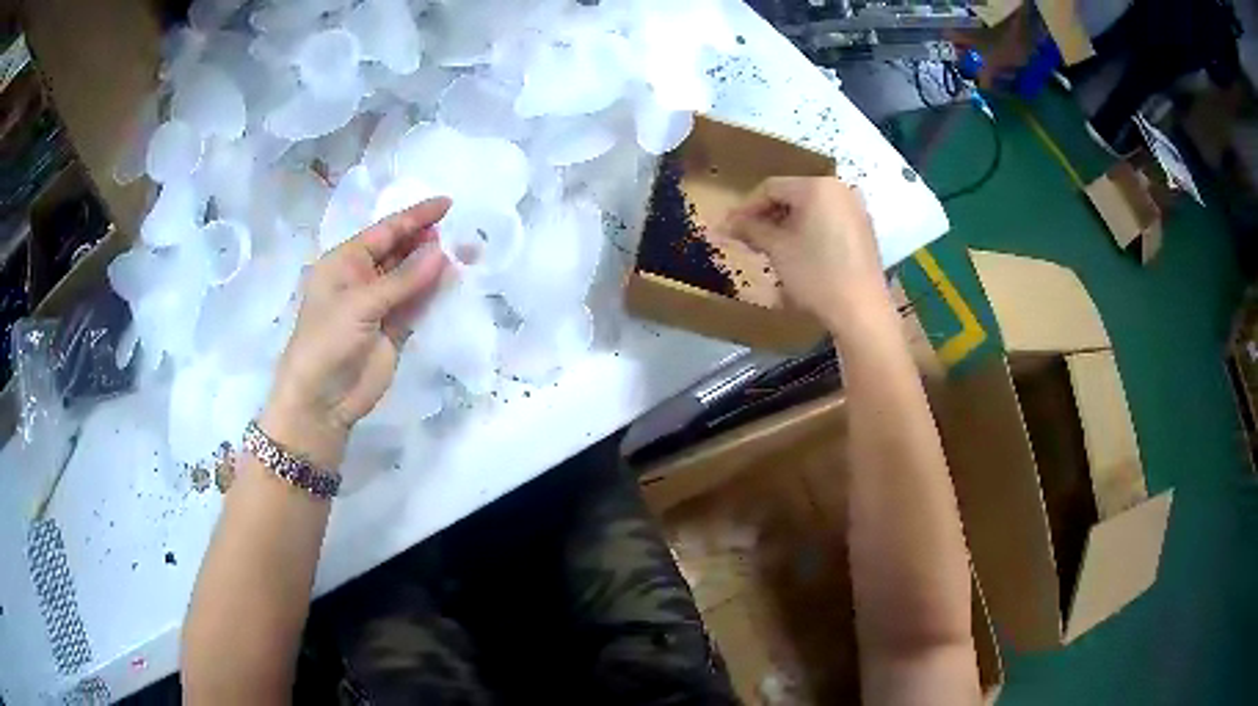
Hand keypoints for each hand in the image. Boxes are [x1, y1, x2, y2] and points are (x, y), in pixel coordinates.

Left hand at [261, 198, 450, 468]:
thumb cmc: (327, 341)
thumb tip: (442, 252)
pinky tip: (454, 280)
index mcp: (344, 262)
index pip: (385, 231)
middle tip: (463, 231)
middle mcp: (362, 278)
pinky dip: (434, 293)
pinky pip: (417, 304)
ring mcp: (378, 305)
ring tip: (467, 252)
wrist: (322, 401)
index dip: (415, 217)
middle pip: (400, 251)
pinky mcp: (393, 330)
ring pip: (412, 278)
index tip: (447, 204)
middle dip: (428, 240)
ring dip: (435, 266)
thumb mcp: (361, 304)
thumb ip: (403, 279)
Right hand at [724, 177, 886, 326]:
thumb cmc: (816, 275)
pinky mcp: (863, 229)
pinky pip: (828, 220)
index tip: (729, 227)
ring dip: (786, 224)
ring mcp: (855, 209)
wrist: (861, 310)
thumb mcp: (777, 250)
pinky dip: (809, 231)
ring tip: (768, 247)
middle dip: (767, 216)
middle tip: (746, 238)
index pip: (771, 188)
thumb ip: (750, 229)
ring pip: (810, 209)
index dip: (746, 207)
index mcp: (817, 187)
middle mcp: (839, 189)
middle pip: (792, 195)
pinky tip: (797, 252)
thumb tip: (725, 222)